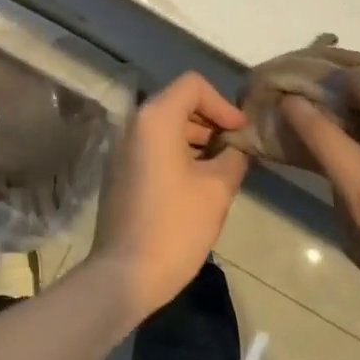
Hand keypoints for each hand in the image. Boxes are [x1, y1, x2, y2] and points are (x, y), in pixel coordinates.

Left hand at [89, 73, 248, 321]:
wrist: (124, 275)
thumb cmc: (175, 227)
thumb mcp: (216, 190)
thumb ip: (234, 158)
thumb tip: (239, 146)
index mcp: (155, 118)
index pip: (193, 85)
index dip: (222, 104)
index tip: (240, 132)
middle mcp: (134, 123)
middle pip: (178, 102)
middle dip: (210, 121)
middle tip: (236, 149)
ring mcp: (122, 146)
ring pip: (165, 125)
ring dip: (195, 138)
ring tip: (222, 166)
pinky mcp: (119, 168)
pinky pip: (152, 145)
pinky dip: (177, 151)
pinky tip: (197, 181)